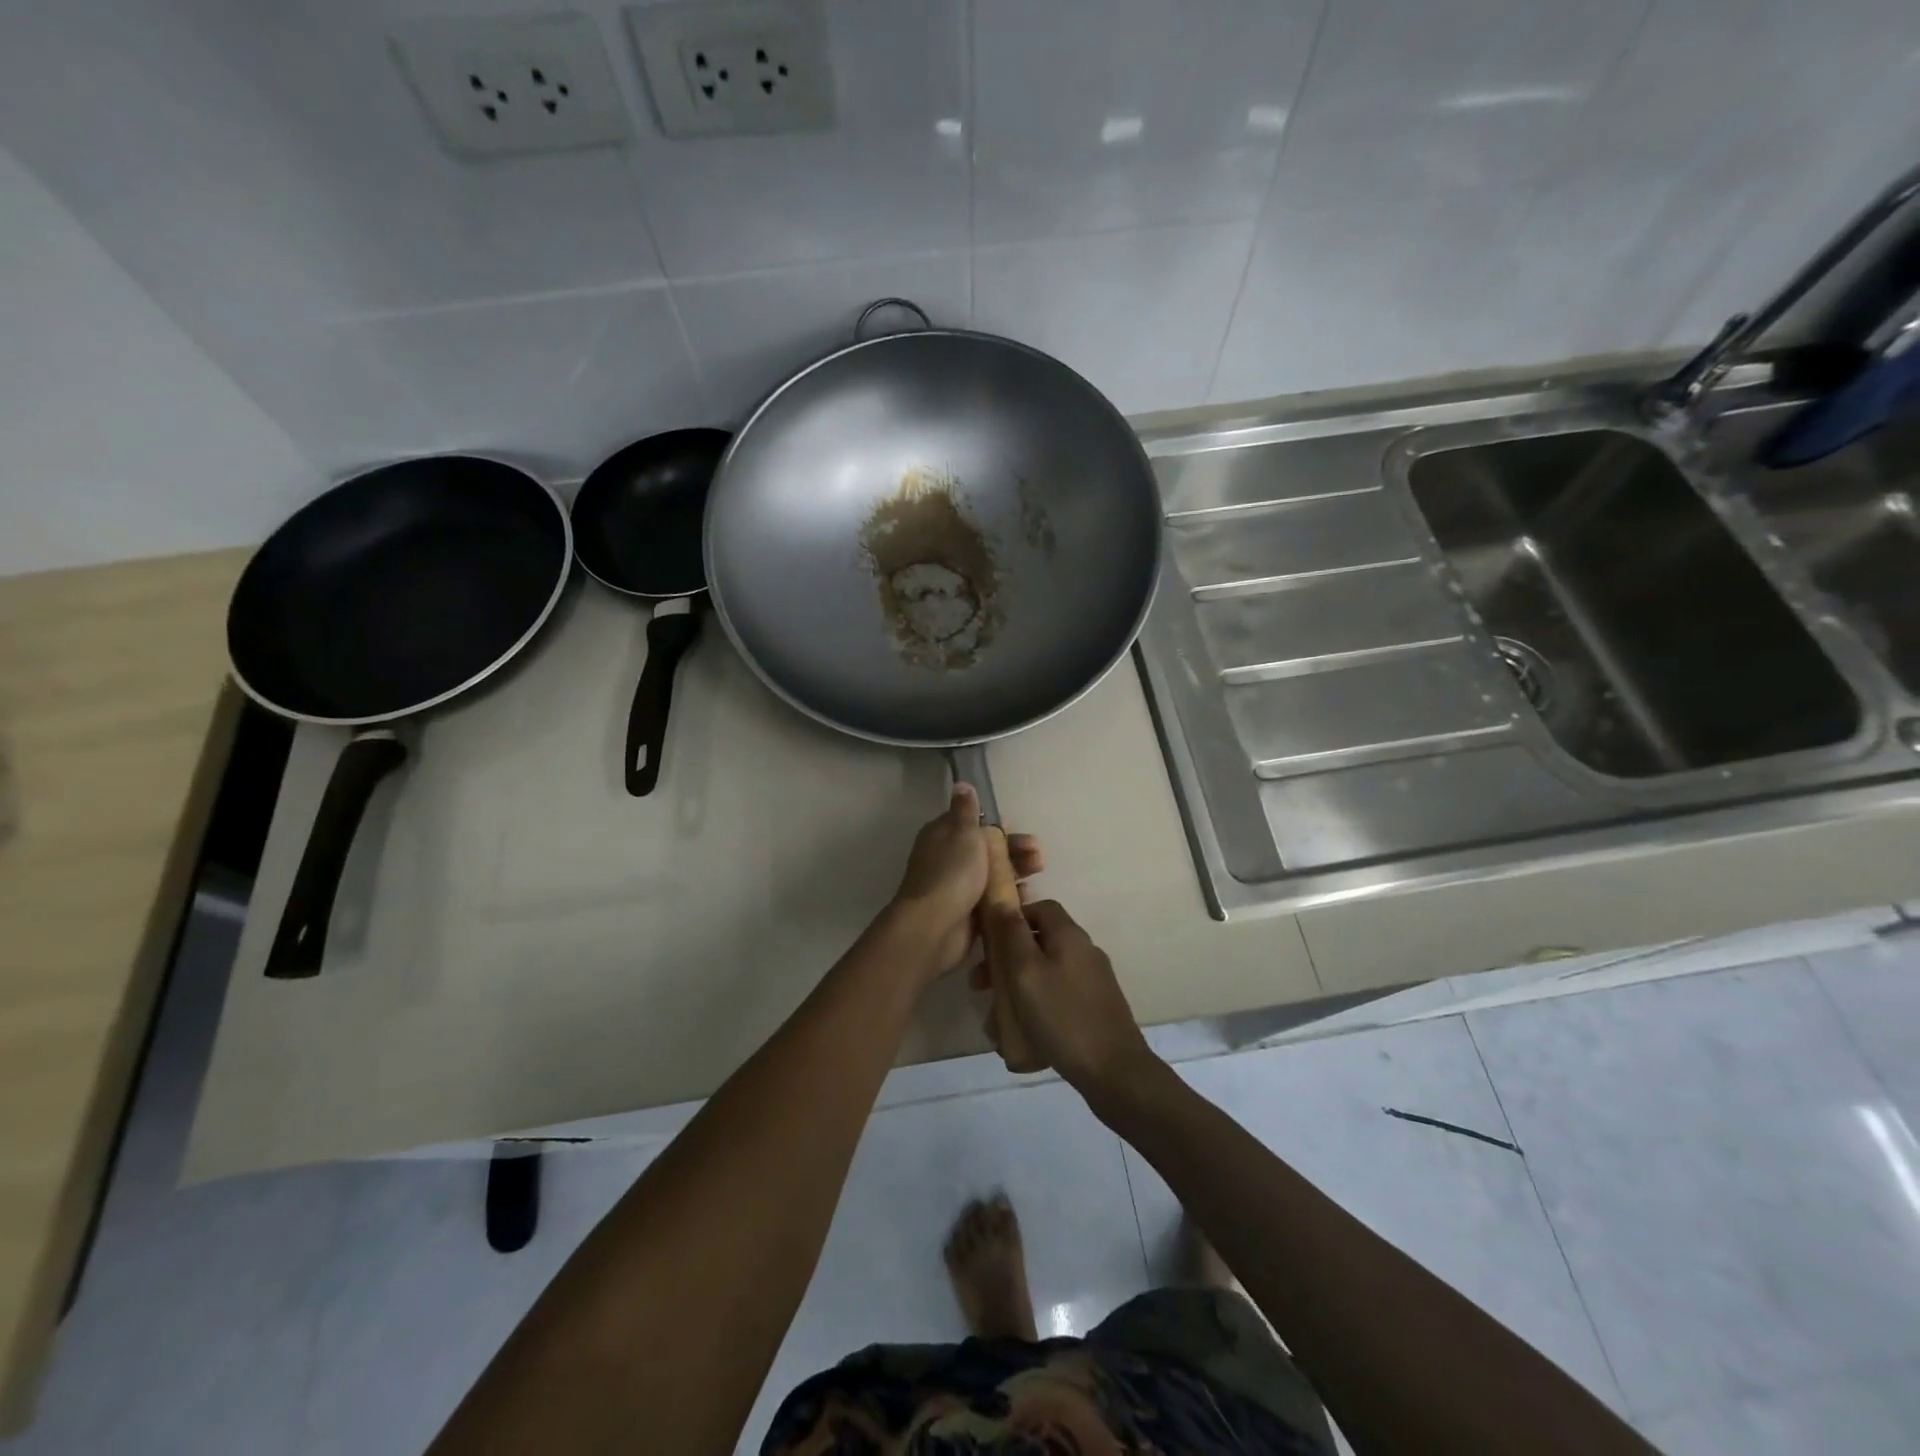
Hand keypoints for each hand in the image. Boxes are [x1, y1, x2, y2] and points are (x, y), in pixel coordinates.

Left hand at [891, 785, 1042, 979]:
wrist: (935, 926)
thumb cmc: (952, 872)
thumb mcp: (962, 832)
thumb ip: (966, 810)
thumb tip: (962, 784)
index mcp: (943, 835)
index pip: (972, 823)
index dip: (995, 825)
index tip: (1017, 827)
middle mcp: (948, 859)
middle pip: (986, 850)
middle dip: (1014, 850)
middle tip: (1038, 856)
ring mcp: (958, 887)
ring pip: (992, 874)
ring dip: (1016, 871)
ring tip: (1038, 873)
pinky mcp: (967, 913)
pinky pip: (993, 900)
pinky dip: (1009, 896)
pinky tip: (1027, 896)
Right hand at [974, 899, 1156, 1098]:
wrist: (1115, 1072)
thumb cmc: (1063, 1016)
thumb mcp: (1026, 971)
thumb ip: (1011, 933)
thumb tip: (1001, 896)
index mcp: (1069, 936)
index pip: (1040, 908)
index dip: (1012, 918)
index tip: (988, 941)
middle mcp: (1084, 952)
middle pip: (1039, 943)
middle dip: (1006, 961)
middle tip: (980, 986)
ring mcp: (1092, 982)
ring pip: (1044, 975)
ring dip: (1016, 991)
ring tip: (994, 1022)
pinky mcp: (1094, 1009)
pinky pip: (1057, 999)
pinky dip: (1035, 1010)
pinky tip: (1019, 1038)